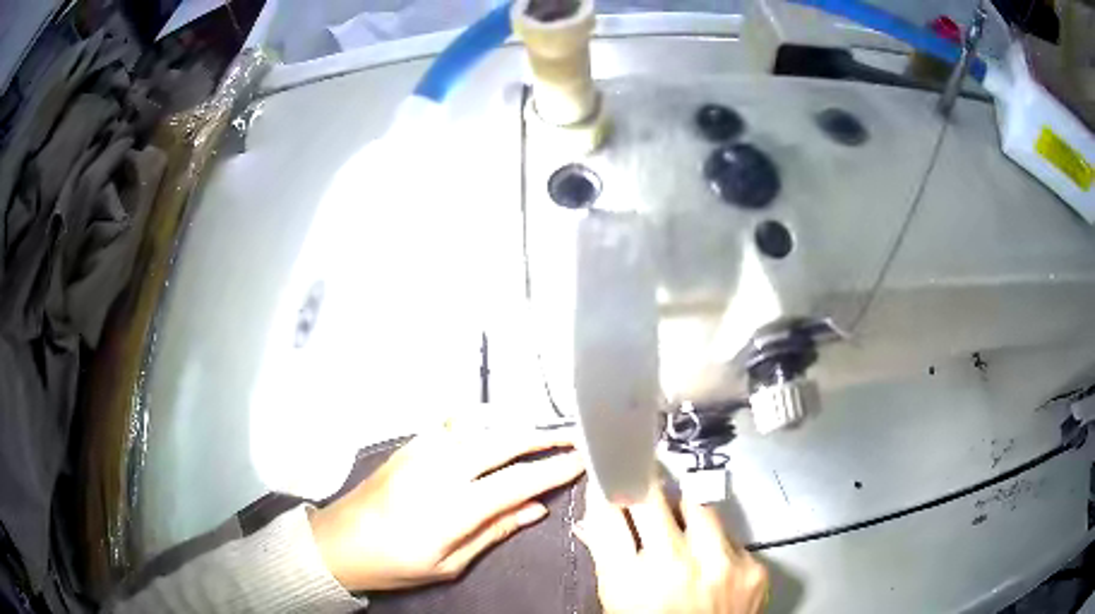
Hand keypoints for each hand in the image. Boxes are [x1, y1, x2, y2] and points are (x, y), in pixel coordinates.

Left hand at [308, 420, 583, 591]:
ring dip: (514, 425)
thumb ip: (493, 531)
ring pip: (477, 427)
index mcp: (451, 507)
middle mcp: (438, 470)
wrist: (337, 543)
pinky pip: (449, 423)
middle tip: (573, 436)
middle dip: (543, 438)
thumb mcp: (448, 563)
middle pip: (501, 443)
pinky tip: (492, 423)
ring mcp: (420, 452)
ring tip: (542, 430)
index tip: (581, 460)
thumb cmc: (394, 564)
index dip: (553, 469)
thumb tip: (535, 509)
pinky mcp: (407, 446)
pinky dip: (478, 420)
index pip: (516, 481)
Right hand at [575, 485, 767, 613]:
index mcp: (630, 580)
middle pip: (653, 497)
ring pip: (698, 505)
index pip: (609, 513)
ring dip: (685, 512)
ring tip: (683, 532)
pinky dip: (716, 543)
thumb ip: (607, 559)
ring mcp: (720, 564)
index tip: (609, 477)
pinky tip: (712, 564)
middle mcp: (676, 565)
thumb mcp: (617, 604)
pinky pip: (730, 535)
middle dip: (644, 488)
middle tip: (644, 487)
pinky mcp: (753, 567)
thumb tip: (591, 522)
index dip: (606, 488)